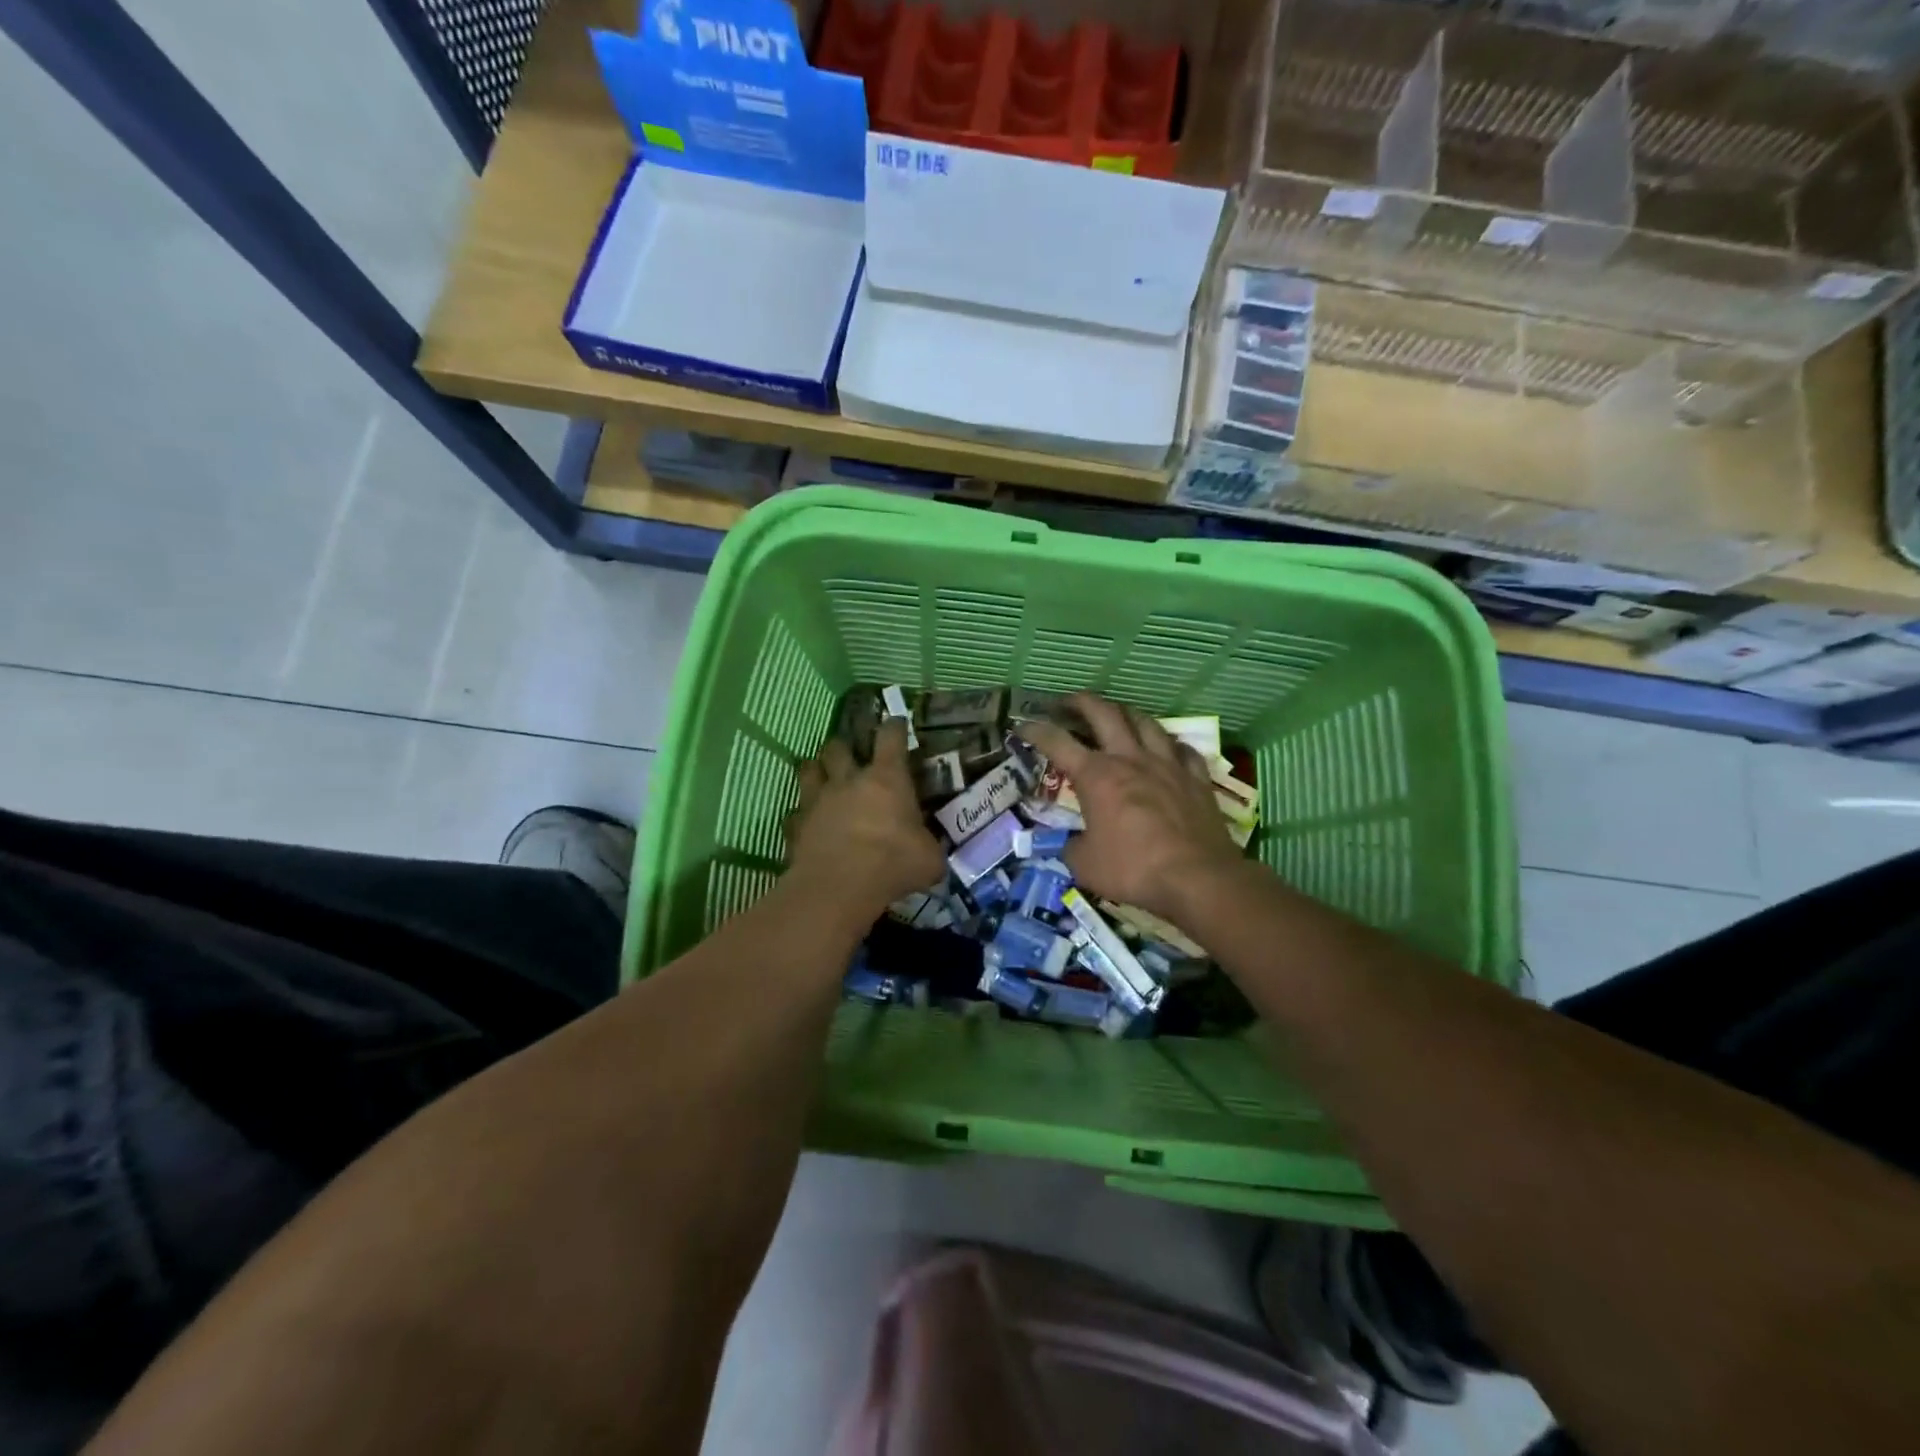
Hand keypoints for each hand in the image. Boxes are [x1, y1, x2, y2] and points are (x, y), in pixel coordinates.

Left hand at [787, 719, 944, 913]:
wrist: (839, 886)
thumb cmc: (893, 862)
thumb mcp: (930, 859)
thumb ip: (930, 847)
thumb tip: (932, 852)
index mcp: (887, 779)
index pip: (891, 738)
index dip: (895, 727)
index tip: (897, 723)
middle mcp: (849, 781)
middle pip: (838, 748)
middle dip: (844, 747)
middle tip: (850, 755)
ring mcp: (817, 801)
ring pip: (809, 770)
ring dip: (815, 771)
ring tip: (821, 777)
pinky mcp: (796, 826)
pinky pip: (795, 813)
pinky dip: (801, 816)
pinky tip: (807, 824)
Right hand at [1016, 694, 1242, 924]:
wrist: (1198, 878)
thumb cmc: (1133, 869)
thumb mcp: (1085, 865)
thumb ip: (1071, 847)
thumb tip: (1071, 844)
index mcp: (1096, 776)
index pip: (1057, 742)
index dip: (1035, 730)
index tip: (1021, 725)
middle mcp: (1130, 759)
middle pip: (1104, 713)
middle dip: (1081, 702)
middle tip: (1068, 702)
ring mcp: (1167, 765)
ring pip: (1145, 722)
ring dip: (1126, 713)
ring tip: (1117, 715)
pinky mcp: (1196, 779)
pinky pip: (1183, 749)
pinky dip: (1170, 745)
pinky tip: (1168, 748)